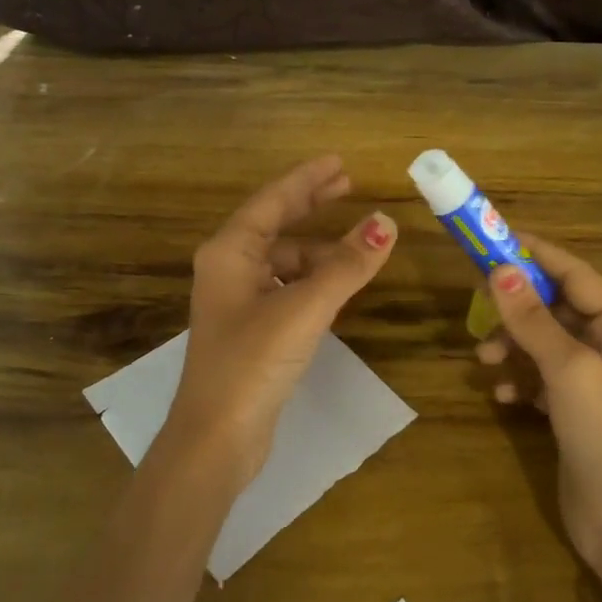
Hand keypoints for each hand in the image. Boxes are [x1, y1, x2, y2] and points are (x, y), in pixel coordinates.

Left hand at [163, 156, 395, 494]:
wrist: (216, 439)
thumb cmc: (252, 362)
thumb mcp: (304, 308)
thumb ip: (347, 265)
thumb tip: (386, 222)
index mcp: (230, 252)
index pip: (273, 200)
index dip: (307, 179)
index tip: (339, 162)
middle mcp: (229, 268)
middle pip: (275, 225)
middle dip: (311, 205)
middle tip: (348, 185)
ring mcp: (237, 301)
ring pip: (284, 261)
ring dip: (318, 252)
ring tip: (357, 251)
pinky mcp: (250, 330)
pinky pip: (286, 288)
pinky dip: (312, 281)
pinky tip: (336, 288)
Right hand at [479, 238, 601, 601]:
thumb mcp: (570, 370)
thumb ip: (533, 319)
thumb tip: (500, 270)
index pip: (573, 273)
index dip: (533, 253)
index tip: (491, 240)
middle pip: (554, 306)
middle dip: (516, 307)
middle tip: (475, 304)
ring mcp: (593, 378)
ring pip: (542, 340)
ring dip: (512, 345)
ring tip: (484, 361)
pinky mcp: (574, 407)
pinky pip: (539, 375)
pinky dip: (519, 378)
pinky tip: (504, 396)